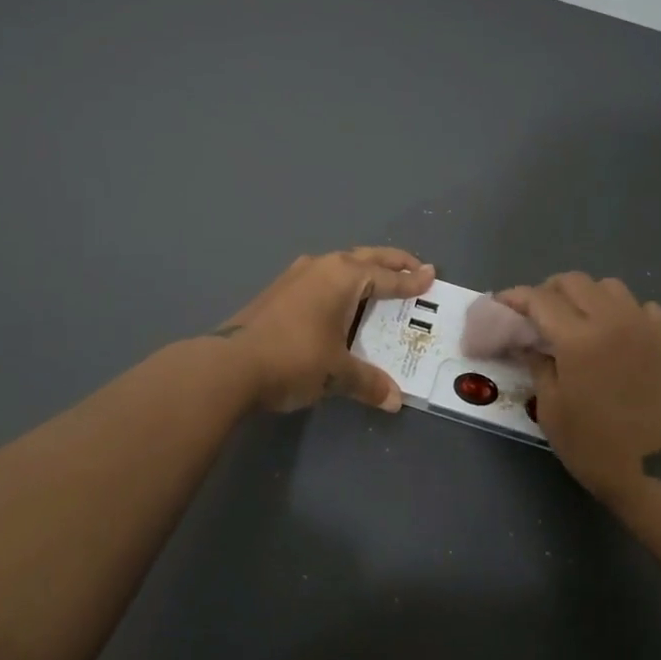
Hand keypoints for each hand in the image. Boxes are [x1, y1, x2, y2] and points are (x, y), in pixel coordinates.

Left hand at [211, 248, 435, 413]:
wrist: (229, 365)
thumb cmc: (294, 358)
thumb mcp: (336, 372)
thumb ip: (368, 382)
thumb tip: (394, 400)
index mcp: (344, 276)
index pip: (387, 277)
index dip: (411, 280)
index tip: (431, 274)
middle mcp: (322, 266)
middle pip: (366, 258)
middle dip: (393, 262)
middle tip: (415, 267)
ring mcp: (296, 275)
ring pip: (341, 264)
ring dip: (364, 269)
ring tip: (380, 281)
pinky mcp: (279, 290)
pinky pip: (322, 277)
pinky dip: (341, 283)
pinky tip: (339, 299)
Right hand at [498, 273, 660, 506]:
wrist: (657, 474)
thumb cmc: (595, 447)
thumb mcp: (552, 409)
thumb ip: (538, 365)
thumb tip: (529, 343)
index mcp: (578, 338)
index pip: (540, 299)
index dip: (516, 297)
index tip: (502, 303)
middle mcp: (613, 320)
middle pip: (575, 281)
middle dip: (550, 291)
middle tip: (539, 314)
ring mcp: (646, 327)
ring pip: (610, 287)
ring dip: (588, 296)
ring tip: (580, 320)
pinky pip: (643, 308)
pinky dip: (625, 312)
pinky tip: (619, 334)